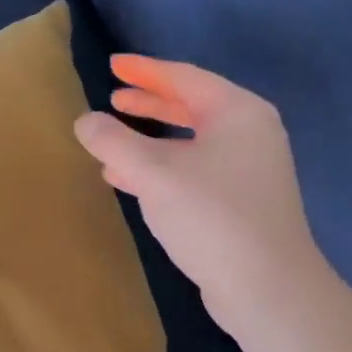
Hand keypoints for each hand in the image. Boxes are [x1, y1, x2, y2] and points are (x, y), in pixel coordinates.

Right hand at [74, 56, 325, 333]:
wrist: (267, 287)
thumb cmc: (212, 216)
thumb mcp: (154, 173)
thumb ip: (114, 141)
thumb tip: (85, 121)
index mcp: (237, 112)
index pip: (184, 77)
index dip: (144, 70)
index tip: (112, 65)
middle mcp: (249, 134)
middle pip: (190, 106)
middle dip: (149, 102)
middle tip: (113, 96)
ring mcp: (248, 170)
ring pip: (189, 141)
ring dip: (150, 138)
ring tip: (112, 139)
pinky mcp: (240, 202)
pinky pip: (192, 170)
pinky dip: (160, 168)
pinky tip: (127, 180)